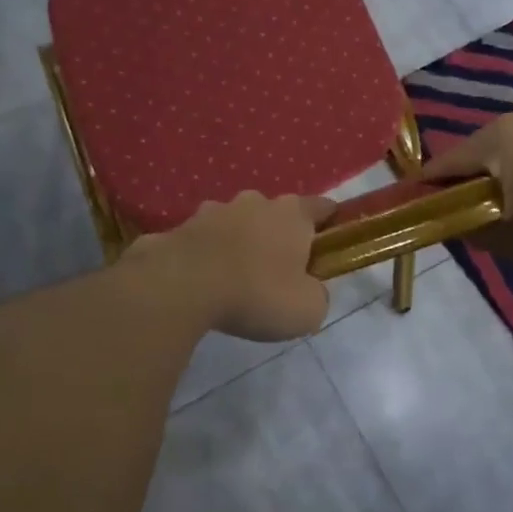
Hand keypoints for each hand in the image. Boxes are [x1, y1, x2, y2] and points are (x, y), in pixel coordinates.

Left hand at [127, 191, 335, 340]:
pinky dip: (207, 255)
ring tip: (235, 279)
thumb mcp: (307, 309)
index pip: (322, 207)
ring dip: (239, 243)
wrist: (181, 285)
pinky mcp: (181, 226)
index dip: (330, 223)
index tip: (331, 243)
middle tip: (278, 272)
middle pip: (276, 214)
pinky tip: (203, 282)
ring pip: (236, 224)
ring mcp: (214, 210)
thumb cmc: (257, 293)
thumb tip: (309, 289)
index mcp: (292, 214)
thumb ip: (316, 294)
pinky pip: (203, 240)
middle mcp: (254, 202)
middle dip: (278, 236)